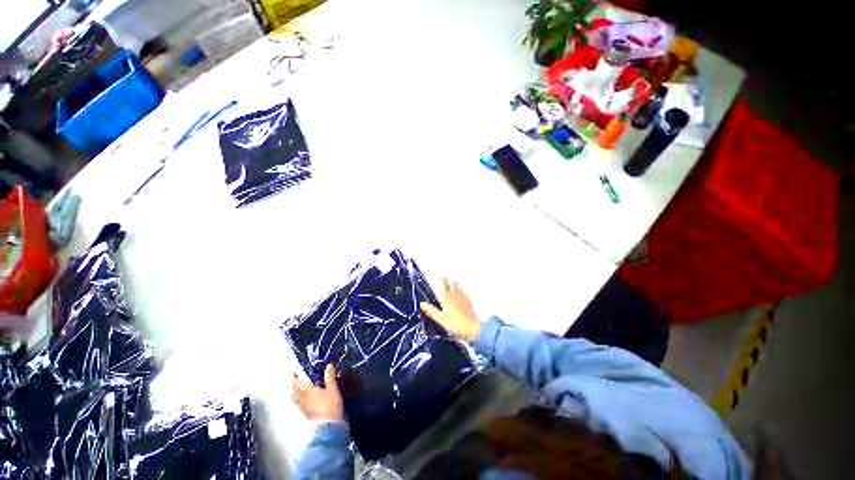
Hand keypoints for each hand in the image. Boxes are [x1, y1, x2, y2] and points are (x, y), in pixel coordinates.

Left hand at [292, 364, 343, 421]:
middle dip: (294, 385)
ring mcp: (303, 408)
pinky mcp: (306, 414)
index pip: (300, 382)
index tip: (294, 371)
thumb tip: (329, 365)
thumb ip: (330, 377)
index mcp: (308, 390)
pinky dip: (299, 399)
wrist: (328, 425)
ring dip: (295, 392)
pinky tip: (303, 400)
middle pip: (295, 391)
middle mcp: (303, 398)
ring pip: (296, 398)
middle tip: (294, 379)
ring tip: (297, 389)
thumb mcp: (333, 388)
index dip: (296, 376)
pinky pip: (299, 404)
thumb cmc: (330, 404)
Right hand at [420, 278, 481, 341]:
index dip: (437, 280)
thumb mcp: (440, 318)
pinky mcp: (468, 299)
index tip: (434, 279)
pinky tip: (458, 292)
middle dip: (445, 279)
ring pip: (457, 284)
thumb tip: (421, 303)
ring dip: (452, 282)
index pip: (441, 284)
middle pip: (450, 281)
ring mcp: (462, 295)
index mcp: (446, 297)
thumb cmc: (454, 324)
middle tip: (441, 280)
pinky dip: (458, 288)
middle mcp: (454, 293)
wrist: (472, 327)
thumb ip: (430, 310)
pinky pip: (462, 290)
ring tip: (448, 283)